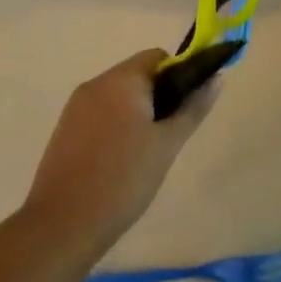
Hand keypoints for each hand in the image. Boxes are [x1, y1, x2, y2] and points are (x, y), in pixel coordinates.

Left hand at [21, 49, 219, 259]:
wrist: (63, 224)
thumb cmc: (124, 179)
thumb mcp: (167, 144)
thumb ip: (193, 108)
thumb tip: (217, 77)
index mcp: (120, 79)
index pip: (158, 57)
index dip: (179, 76)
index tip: (185, 110)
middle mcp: (95, 83)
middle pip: (137, 76)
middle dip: (158, 99)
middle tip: (168, 139)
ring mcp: (75, 106)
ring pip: (118, 97)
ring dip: (137, 115)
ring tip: (146, 156)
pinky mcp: (64, 129)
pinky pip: (100, 115)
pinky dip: (116, 128)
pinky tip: (120, 164)